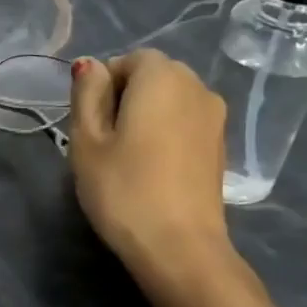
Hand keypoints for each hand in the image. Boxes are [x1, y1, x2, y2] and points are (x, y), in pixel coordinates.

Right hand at [68, 49, 281, 306]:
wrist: (178, 247)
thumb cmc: (122, 189)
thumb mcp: (86, 141)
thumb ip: (87, 95)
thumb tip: (90, 65)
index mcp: (161, 76)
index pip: (128, 60)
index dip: (103, 87)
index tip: (90, 125)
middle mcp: (196, 86)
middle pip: (153, 77)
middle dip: (125, 98)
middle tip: (102, 143)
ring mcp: (215, 117)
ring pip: (170, 102)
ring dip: (147, 118)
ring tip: (126, 159)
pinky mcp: (220, 147)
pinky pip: (185, 125)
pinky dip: (166, 136)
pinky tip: (152, 171)